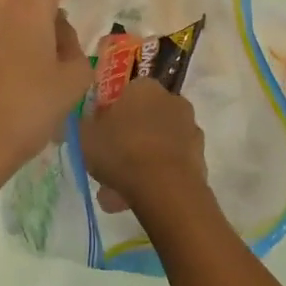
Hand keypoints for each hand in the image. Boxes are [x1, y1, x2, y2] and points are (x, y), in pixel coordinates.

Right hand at [78, 78, 209, 218]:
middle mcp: (171, 100)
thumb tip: (88, 121)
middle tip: (108, 165)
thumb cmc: (121, 150)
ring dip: (140, 162)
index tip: (100, 135)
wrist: (165, 186)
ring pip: (157, 144)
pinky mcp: (200, 157)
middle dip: (127, 140)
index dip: (111, 114)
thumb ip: (85, 124)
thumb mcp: (86, 135)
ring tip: (117, 193)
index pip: (125, 93)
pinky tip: (137, 199)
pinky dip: (156, 177)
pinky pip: (170, 164)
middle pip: (144, 119)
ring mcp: (190, 129)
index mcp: (144, 86)